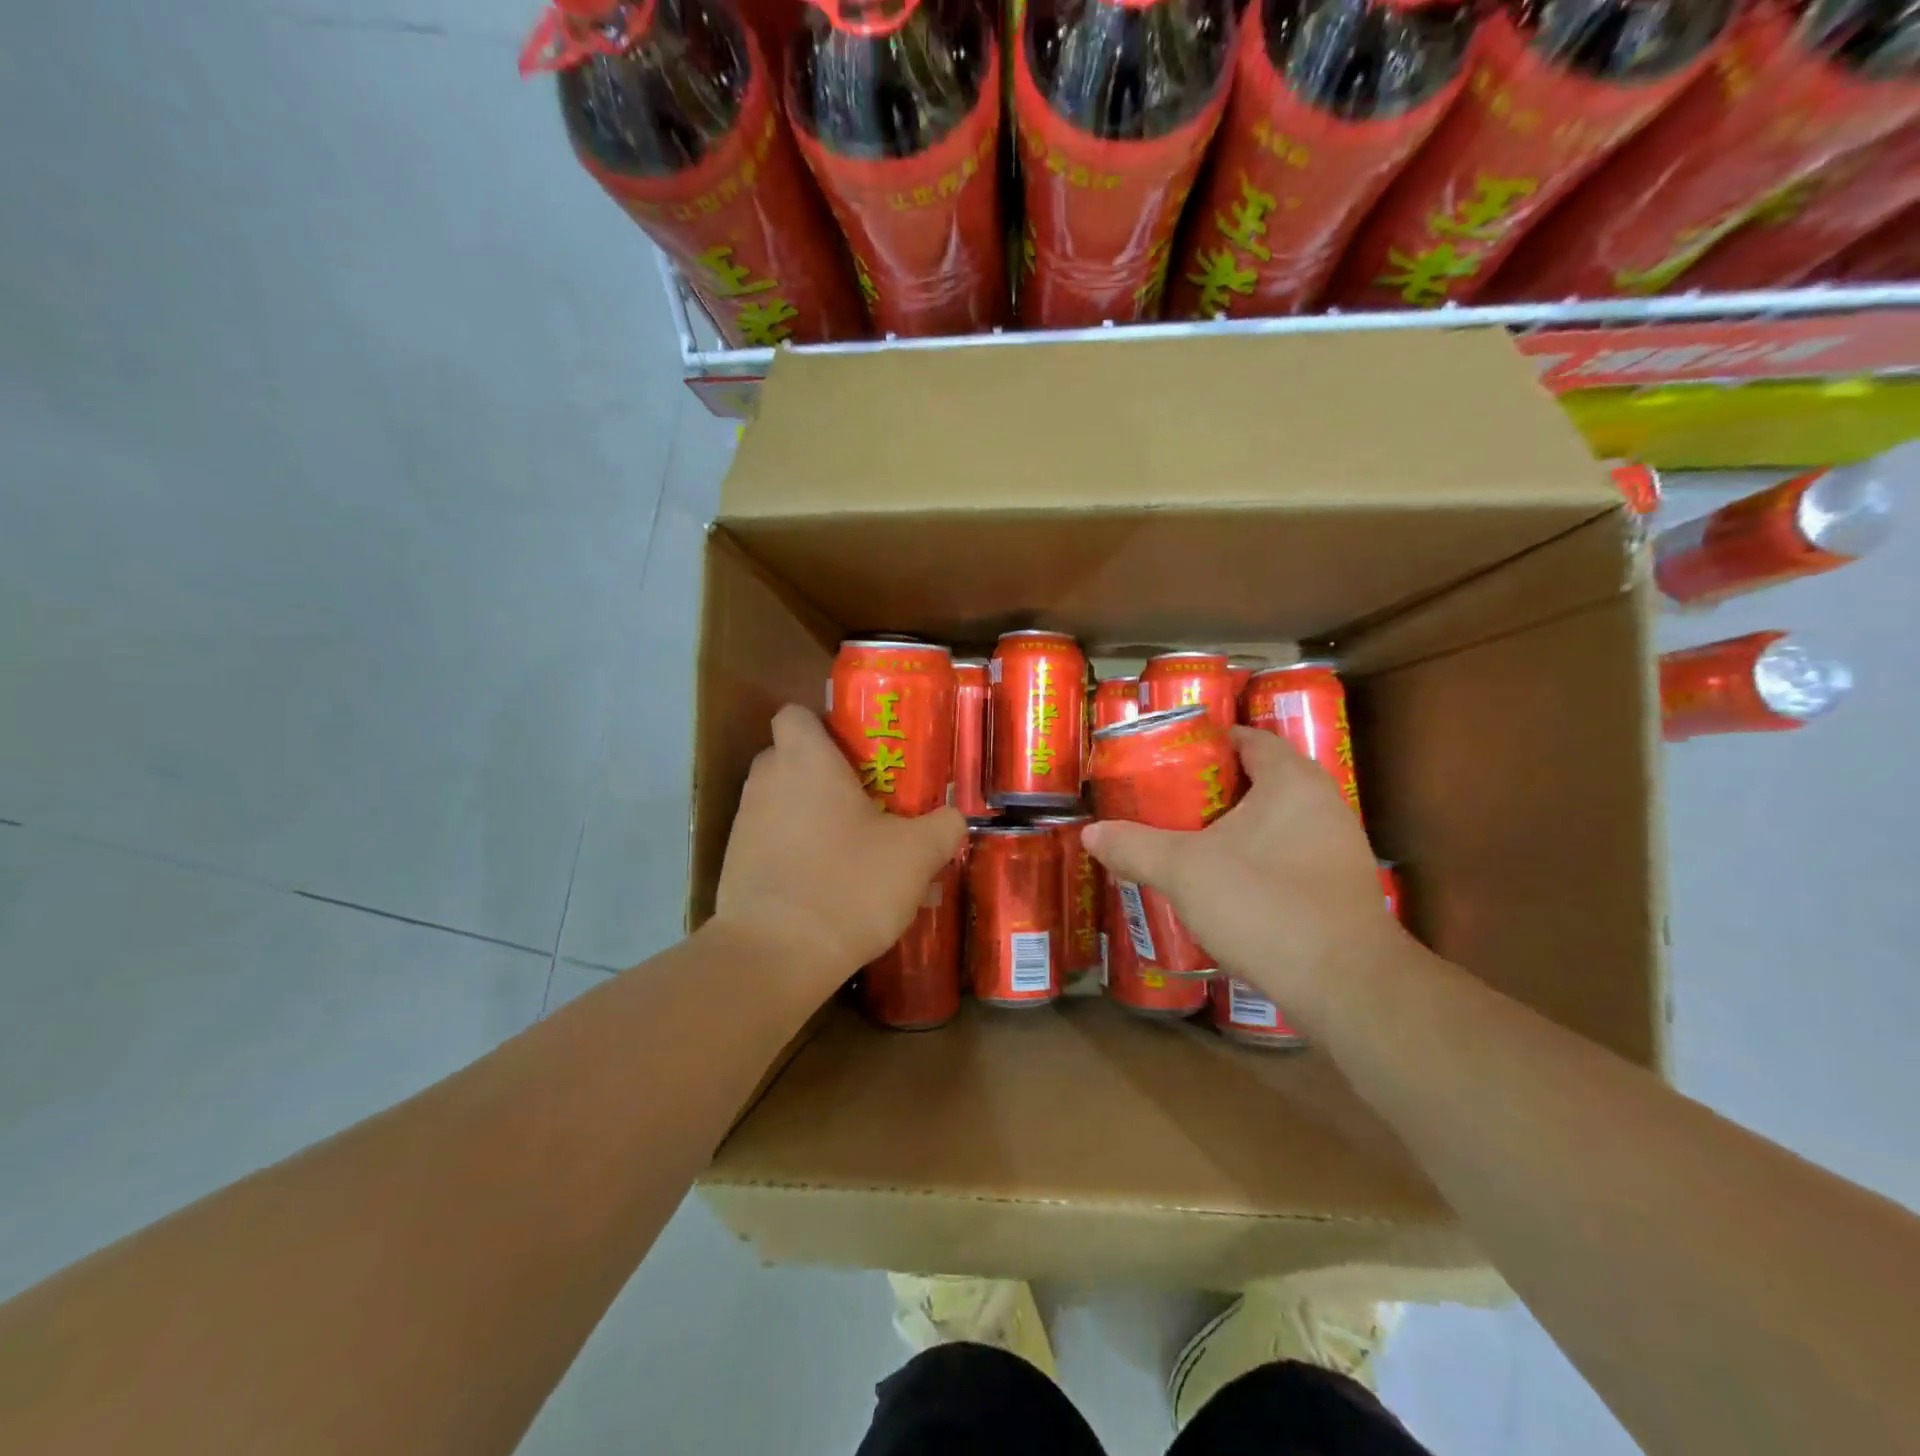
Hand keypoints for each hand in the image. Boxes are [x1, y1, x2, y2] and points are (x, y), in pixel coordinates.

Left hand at [709, 704, 965, 998]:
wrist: (775, 956)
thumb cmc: (848, 883)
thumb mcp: (915, 854)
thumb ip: (942, 826)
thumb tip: (953, 818)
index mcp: (804, 761)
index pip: (795, 713)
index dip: (824, 724)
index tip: (858, 750)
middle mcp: (766, 783)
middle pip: (791, 759)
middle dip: (828, 775)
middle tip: (870, 800)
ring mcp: (745, 826)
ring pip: (785, 805)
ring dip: (818, 819)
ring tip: (862, 854)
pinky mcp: (737, 867)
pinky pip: (776, 845)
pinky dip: (802, 855)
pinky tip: (837, 890)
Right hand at [1082, 727, 1403, 1027]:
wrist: (1344, 984)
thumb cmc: (1263, 903)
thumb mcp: (1184, 870)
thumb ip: (1135, 846)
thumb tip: (1091, 832)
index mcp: (1291, 780)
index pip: (1249, 738)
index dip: (1208, 742)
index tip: (1169, 757)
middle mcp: (1323, 804)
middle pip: (1262, 779)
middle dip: (1215, 788)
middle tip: (1169, 800)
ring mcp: (1338, 848)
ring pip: (1276, 822)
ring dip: (1236, 828)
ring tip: (1188, 841)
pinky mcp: (1340, 889)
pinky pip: (1290, 856)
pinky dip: (1257, 860)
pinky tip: (1225, 885)